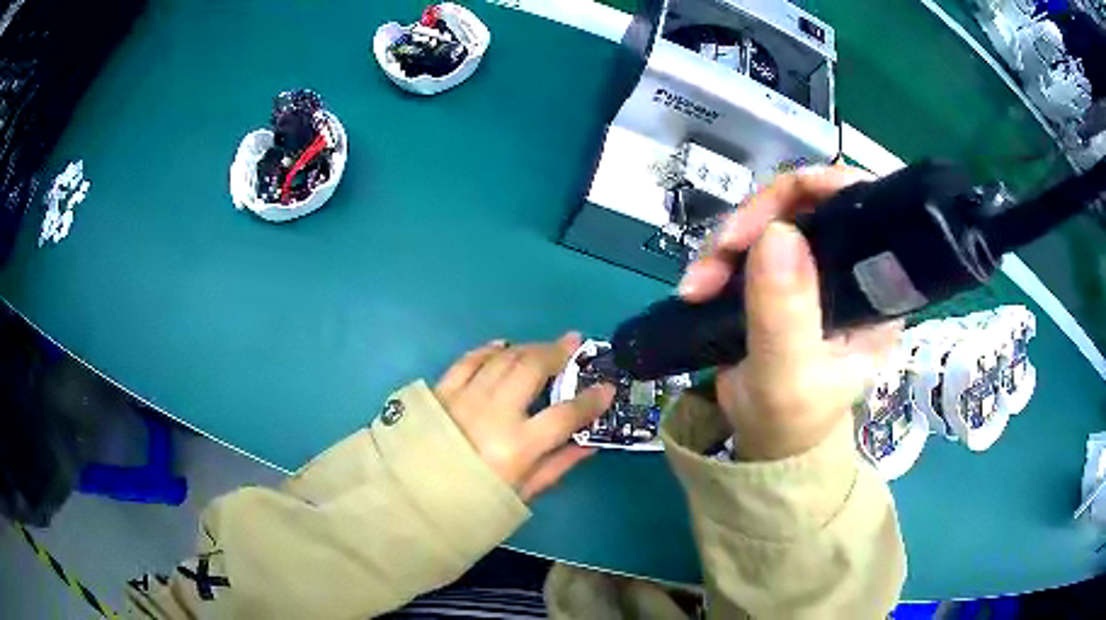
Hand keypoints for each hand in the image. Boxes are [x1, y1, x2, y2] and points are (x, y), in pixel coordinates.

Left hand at [434, 333, 614, 499]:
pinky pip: (469, 360)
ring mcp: (464, 398)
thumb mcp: (521, 493)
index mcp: (517, 447)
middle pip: (532, 368)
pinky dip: (488, 350)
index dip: (591, 400)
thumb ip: (557, 465)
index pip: (565, 414)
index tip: (606, 389)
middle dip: (558, 352)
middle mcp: (492, 414)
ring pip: (503, 358)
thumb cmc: (473, 503)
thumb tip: (588, 443)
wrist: (414, 500)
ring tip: (543, 347)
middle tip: (574, 344)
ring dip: (528, 348)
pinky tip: (501, 348)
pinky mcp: (441, 391)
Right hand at [679, 166, 901, 460]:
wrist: (763, 440)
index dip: (826, 189)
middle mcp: (850, 267)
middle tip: (721, 250)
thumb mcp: (789, 375)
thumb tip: (778, 234)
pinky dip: (719, 255)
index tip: (779, 206)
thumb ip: (786, 314)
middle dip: (759, 218)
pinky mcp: (781, 273)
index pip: (867, 211)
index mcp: (875, 289)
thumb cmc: (790, 418)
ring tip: (697, 283)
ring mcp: (813, 267)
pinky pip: (749, 240)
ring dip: (727, 242)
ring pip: (773, 218)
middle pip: (810, 203)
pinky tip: (697, 283)